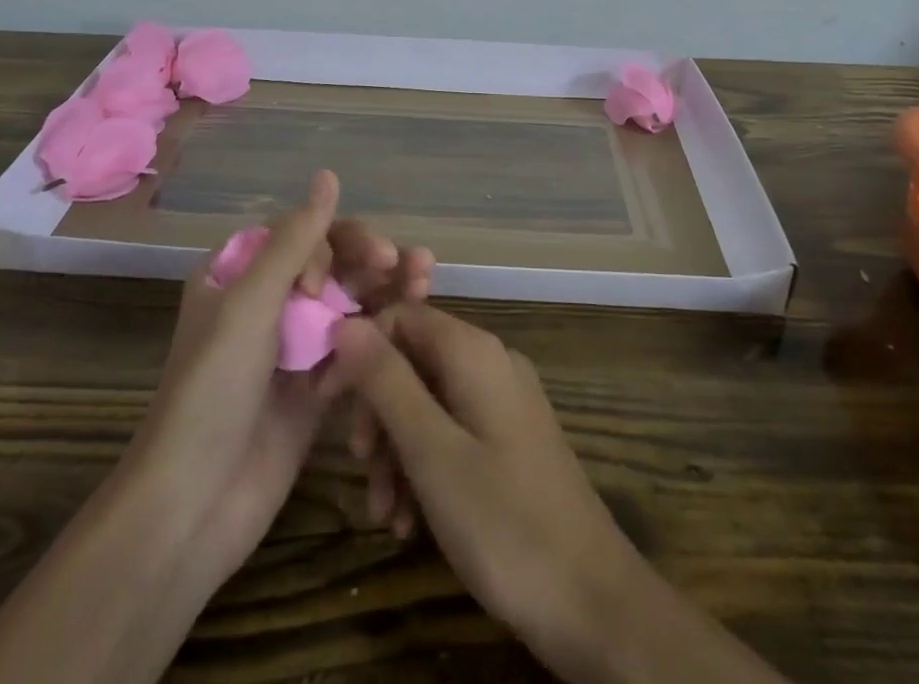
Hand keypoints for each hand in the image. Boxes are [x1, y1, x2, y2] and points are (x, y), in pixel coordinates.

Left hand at [126, 171, 432, 591]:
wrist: (192, 508)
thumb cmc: (212, 391)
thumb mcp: (250, 305)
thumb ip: (296, 240)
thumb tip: (329, 174)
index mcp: (240, 274)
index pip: (302, 236)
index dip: (329, 245)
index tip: (328, 282)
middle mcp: (268, 304)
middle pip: (333, 266)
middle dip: (371, 262)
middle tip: (410, 266)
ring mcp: (293, 348)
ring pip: (349, 304)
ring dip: (386, 292)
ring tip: (424, 283)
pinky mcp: (314, 389)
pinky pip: (353, 349)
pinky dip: (377, 340)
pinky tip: (405, 336)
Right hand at [327, 304, 646, 668]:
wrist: (593, 602)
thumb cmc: (504, 522)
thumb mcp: (431, 452)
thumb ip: (386, 382)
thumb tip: (344, 323)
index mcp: (473, 352)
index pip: (400, 317)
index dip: (359, 352)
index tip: (326, 403)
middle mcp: (490, 363)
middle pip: (412, 361)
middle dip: (377, 412)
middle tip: (360, 468)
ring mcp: (503, 403)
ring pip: (428, 404)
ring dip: (396, 451)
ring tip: (384, 513)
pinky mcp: (509, 442)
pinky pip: (452, 434)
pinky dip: (424, 468)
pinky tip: (409, 522)